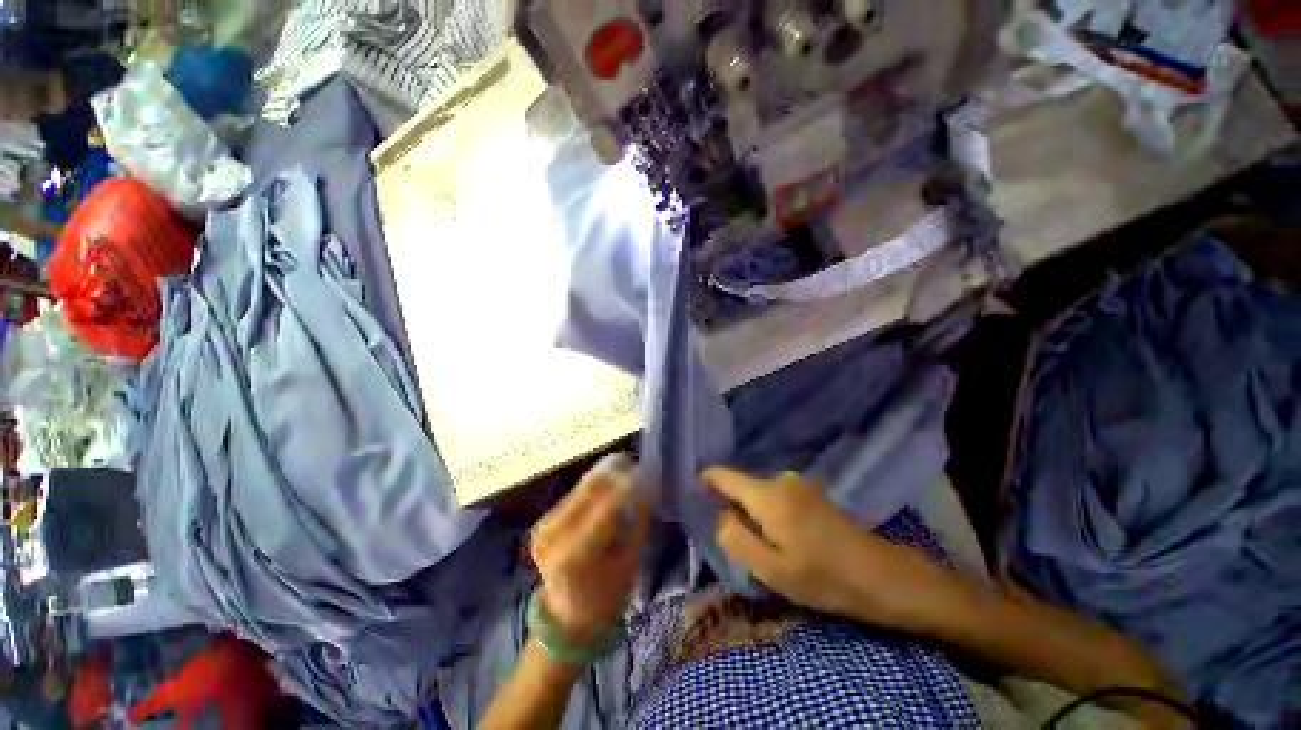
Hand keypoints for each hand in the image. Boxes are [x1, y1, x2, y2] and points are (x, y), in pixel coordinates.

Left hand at [530, 455, 651, 645]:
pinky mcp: (541, 523)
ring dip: (604, 474)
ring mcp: (542, 528)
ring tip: (626, 467)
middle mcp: (552, 537)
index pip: (605, 507)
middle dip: (615, 471)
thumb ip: (638, 522)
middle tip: (636, 461)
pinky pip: (573, 495)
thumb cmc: (605, 598)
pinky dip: (594, 485)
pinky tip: (610, 480)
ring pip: (579, 487)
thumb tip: (649, 487)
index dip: (628, 485)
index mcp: (574, 556)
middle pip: (588, 490)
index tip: (647, 471)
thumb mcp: (628, 563)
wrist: (566, 620)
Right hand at [704, 467, 944, 628]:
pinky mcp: (810, 492)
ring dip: (752, 514)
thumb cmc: (823, 576)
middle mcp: (779, 479)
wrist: (881, 575)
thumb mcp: (771, 569)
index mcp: (766, 494)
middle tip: (734, 542)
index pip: (723, 475)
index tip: (692, 493)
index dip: (705, 481)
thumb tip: (718, 515)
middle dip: (731, 508)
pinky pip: (775, 496)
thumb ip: (735, 539)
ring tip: (761, 545)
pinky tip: (782, 538)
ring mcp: (797, 483)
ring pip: (758, 494)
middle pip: (741, 487)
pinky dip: (768, 512)